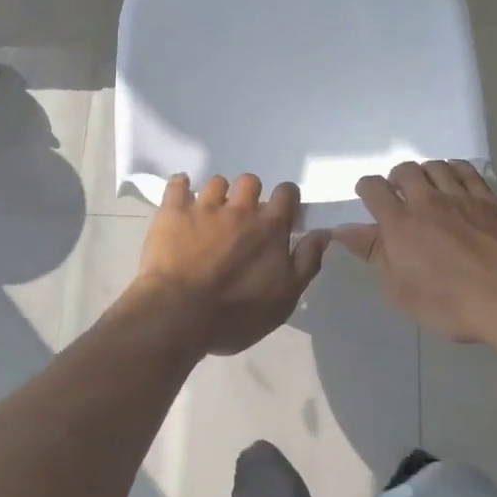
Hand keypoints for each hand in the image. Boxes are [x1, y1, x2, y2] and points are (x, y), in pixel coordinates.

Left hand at [125, 174, 330, 356]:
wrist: (180, 315)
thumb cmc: (236, 314)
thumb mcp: (285, 298)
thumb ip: (307, 262)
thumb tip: (322, 233)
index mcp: (270, 227)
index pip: (286, 193)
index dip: (286, 198)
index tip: (281, 212)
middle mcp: (240, 208)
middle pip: (250, 181)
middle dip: (249, 194)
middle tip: (242, 217)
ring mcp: (205, 207)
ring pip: (216, 182)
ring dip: (217, 195)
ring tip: (210, 214)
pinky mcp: (173, 211)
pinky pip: (177, 184)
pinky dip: (180, 187)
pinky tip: (181, 197)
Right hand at [333, 161, 496, 343]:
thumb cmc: (448, 303)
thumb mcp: (399, 289)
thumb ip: (373, 253)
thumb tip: (342, 230)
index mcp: (400, 222)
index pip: (373, 187)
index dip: (366, 189)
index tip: (369, 200)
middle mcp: (427, 200)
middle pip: (404, 170)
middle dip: (397, 179)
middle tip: (400, 197)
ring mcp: (460, 196)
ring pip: (436, 166)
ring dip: (426, 174)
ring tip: (428, 190)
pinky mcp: (488, 200)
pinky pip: (467, 170)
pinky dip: (455, 170)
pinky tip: (455, 183)